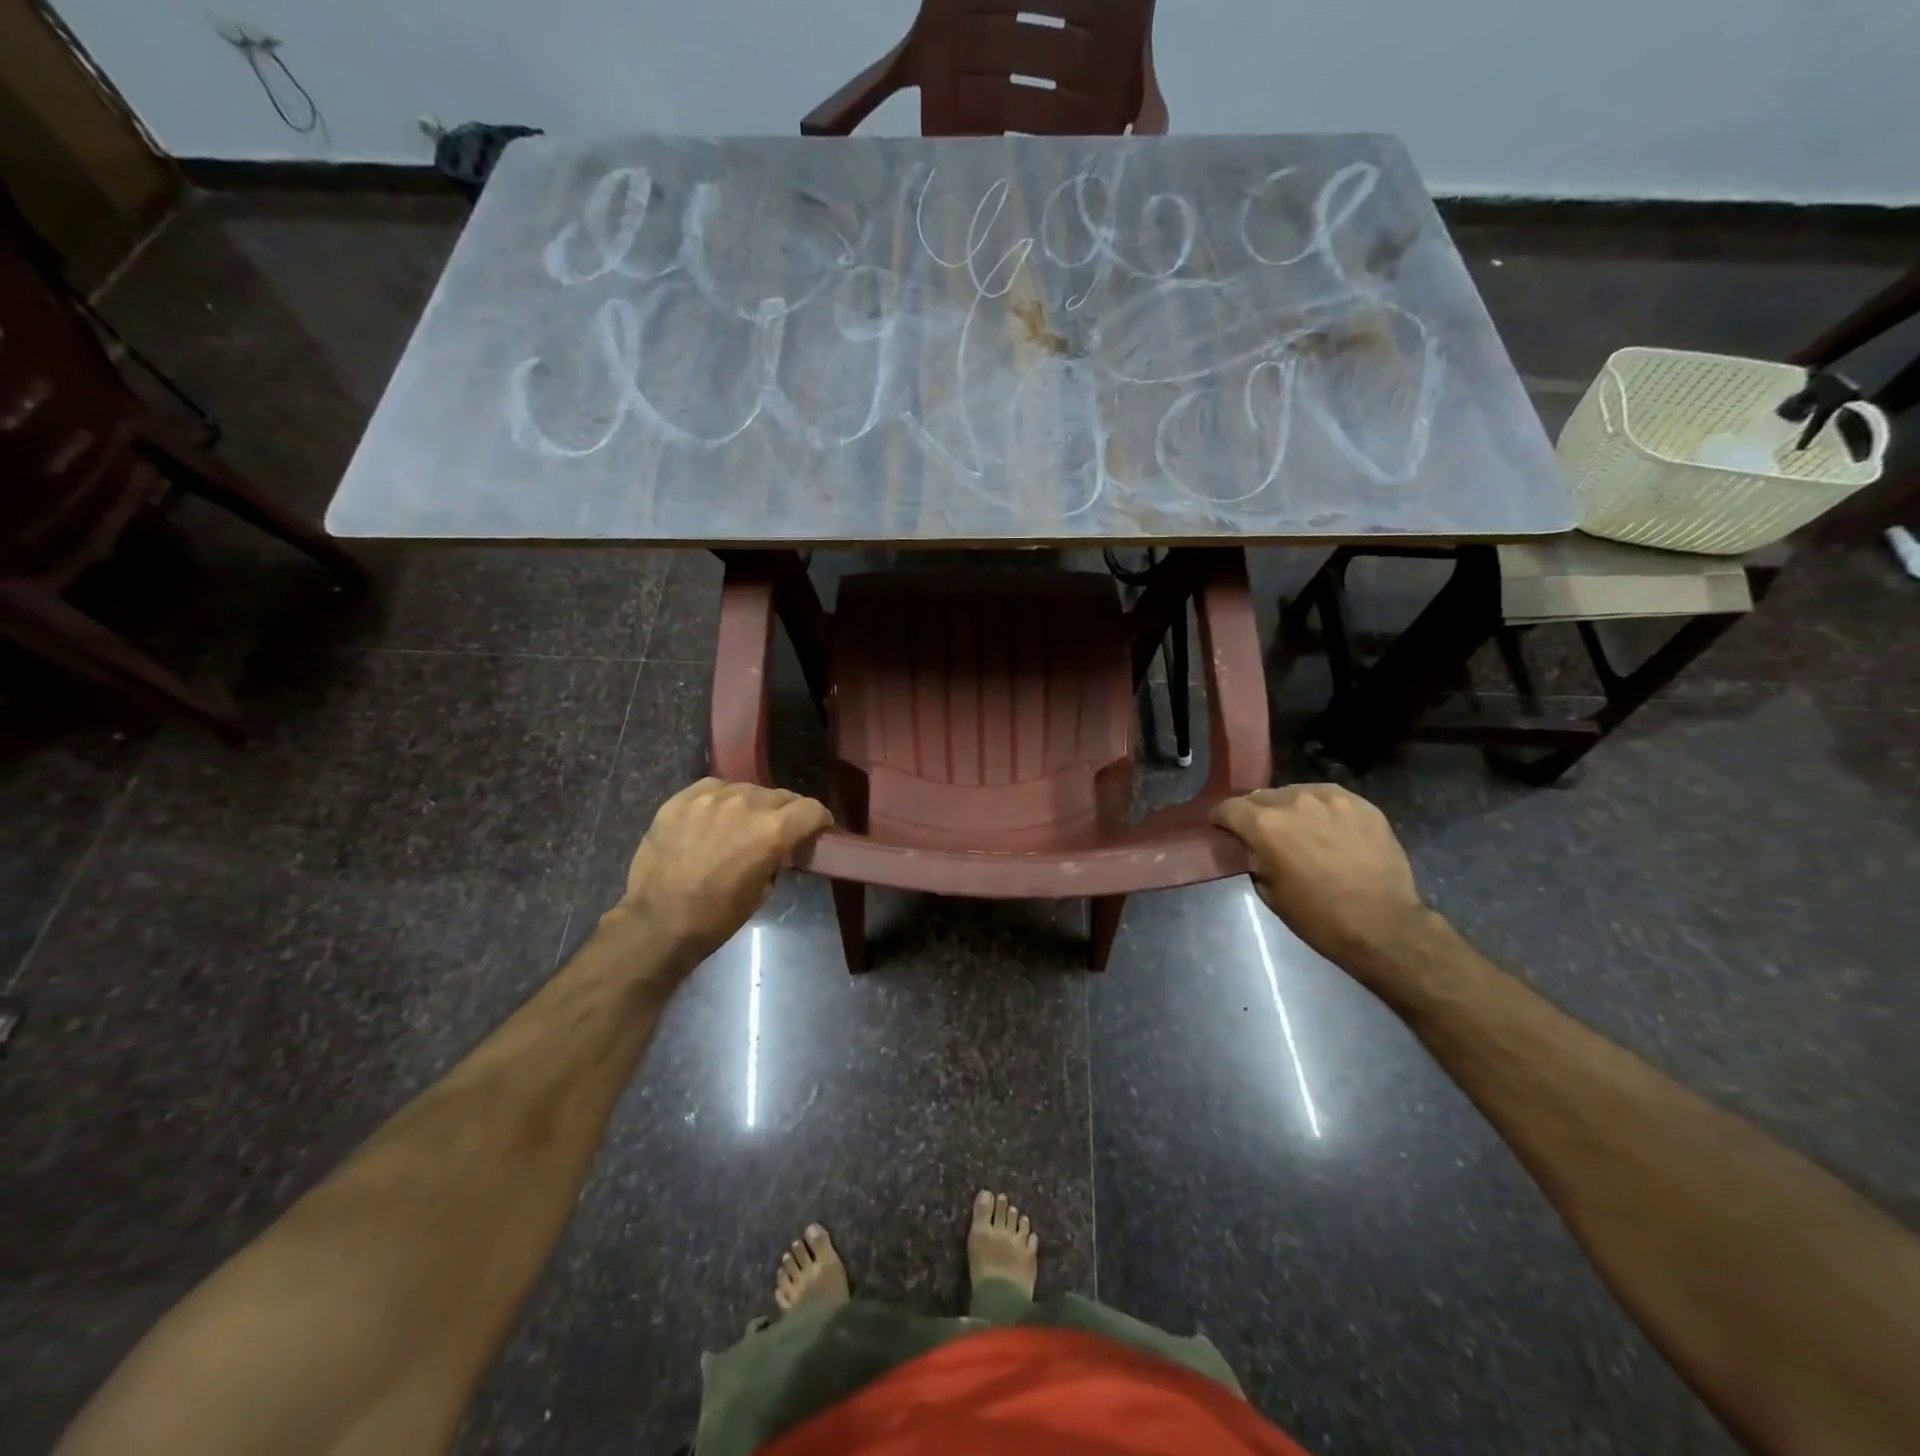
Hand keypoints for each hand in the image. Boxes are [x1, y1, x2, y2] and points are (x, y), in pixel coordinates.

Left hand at [614, 778, 832, 972]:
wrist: (657, 921)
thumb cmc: (716, 916)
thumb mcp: (764, 890)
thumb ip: (777, 857)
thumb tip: (778, 847)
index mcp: (772, 830)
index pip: (811, 809)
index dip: (818, 820)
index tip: (816, 830)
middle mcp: (746, 804)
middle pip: (781, 796)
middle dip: (786, 813)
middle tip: (776, 831)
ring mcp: (710, 797)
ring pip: (747, 789)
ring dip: (752, 805)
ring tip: (739, 825)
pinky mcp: (682, 798)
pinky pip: (714, 788)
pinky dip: (721, 800)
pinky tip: (713, 819)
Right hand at [1212, 785, 1431, 977]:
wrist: (1383, 925)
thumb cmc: (1318, 917)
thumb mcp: (1268, 891)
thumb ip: (1253, 857)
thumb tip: (1251, 845)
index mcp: (1265, 825)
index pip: (1228, 808)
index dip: (1222, 820)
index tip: (1224, 831)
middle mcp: (1293, 801)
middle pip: (1260, 797)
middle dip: (1257, 814)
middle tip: (1266, 836)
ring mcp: (1330, 798)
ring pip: (1295, 793)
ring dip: (1290, 810)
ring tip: (1302, 831)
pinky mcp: (1360, 803)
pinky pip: (1328, 798)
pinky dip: (1321, 810)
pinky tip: (1329, 830)